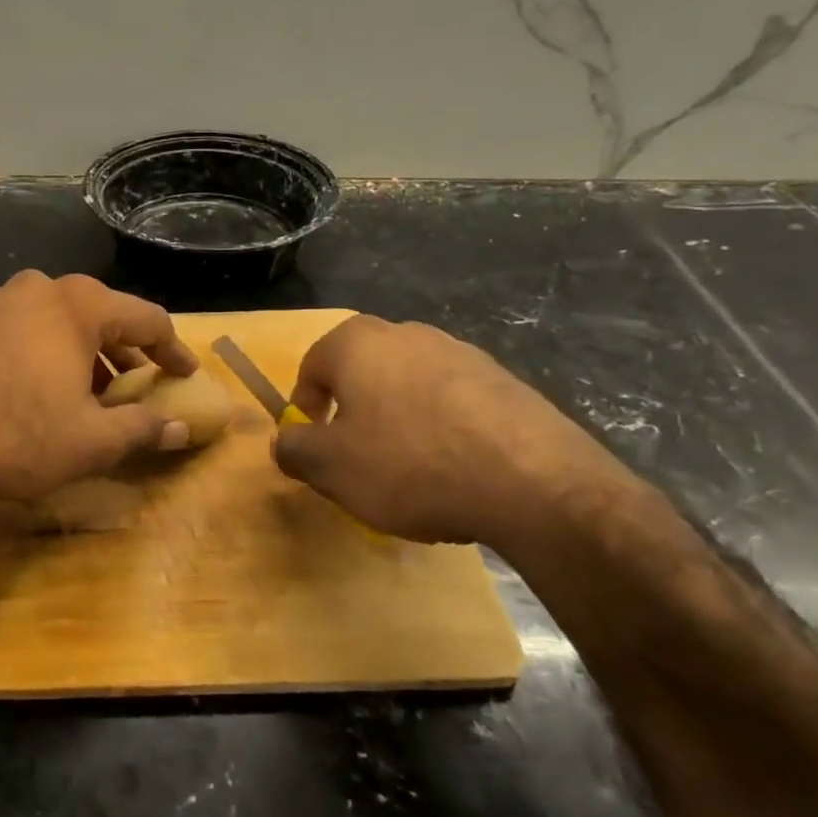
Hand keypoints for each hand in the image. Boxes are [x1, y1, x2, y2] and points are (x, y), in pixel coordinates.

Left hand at [0, 271, 198, 504]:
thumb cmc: (16, 435)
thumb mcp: (91, 442)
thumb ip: (143, 429)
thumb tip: (182, 428)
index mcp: (77, 305)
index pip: (146, 319)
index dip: (173, 350)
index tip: (187, 375)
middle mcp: (38, 290)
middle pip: (101, 315)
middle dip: (127, 352)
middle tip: (143, 386)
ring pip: (59, 322)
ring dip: (86, 354)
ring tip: (95, 394)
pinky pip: (24, 330)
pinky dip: (48, 354)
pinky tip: (43, 391)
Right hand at [272, 315, 640, 548]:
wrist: (533, 482)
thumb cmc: (410, 464)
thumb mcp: (331, 468)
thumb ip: (293, 449)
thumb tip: (284, 441)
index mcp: (357, 343)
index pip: (311, 369)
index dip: (305, 410)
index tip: (315, 448)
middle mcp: (406, 334)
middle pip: (361, 374)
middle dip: (353, 416)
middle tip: (358, 462)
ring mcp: (460, 352)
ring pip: (408, 388)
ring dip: (399, 423)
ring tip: (411, 474)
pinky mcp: (504, 380)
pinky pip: (453, 404)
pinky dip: (443, 431)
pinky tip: (456, 473)